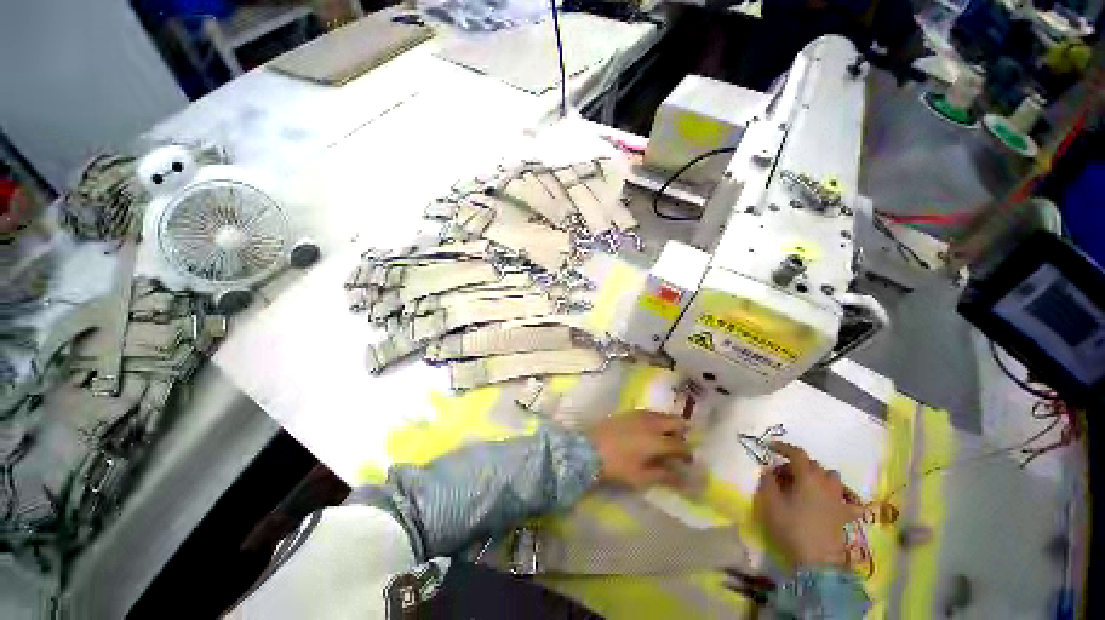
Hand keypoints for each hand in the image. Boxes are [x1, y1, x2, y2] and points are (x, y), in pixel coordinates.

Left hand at [587, 410, 691, 488]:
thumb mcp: (641, 477)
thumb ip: (664, 476)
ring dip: (669, 424)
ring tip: (666, 437)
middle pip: (675, 421)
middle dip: (682, 432)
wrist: (588, 449)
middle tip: (679, 445)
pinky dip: (657, 419)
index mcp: (656, 440)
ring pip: (662, 415)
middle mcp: (651, 423)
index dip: (687, 453)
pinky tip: (651, 429)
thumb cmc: (616, 466)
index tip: (688, 461)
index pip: (680, 444)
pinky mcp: (628, 412)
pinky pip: (650, 412)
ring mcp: (639, 415)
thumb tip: (684, 479)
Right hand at [754, 442, 862, 568]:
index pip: (797, 453)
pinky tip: (833, 501)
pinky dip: (840, 496)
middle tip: (783, 473)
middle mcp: (826, 484)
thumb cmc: (791, 528)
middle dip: (798, 464)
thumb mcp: (770, 503)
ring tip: (806, 484)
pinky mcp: (845, 515)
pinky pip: (847, 499)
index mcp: (808, 477)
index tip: (770, 447)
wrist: (817, 561)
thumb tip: (768, 470)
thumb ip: (768, 482)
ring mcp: (839, 499)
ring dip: (819, 475)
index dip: (783, 447)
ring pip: (832, 477)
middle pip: (813, 464)